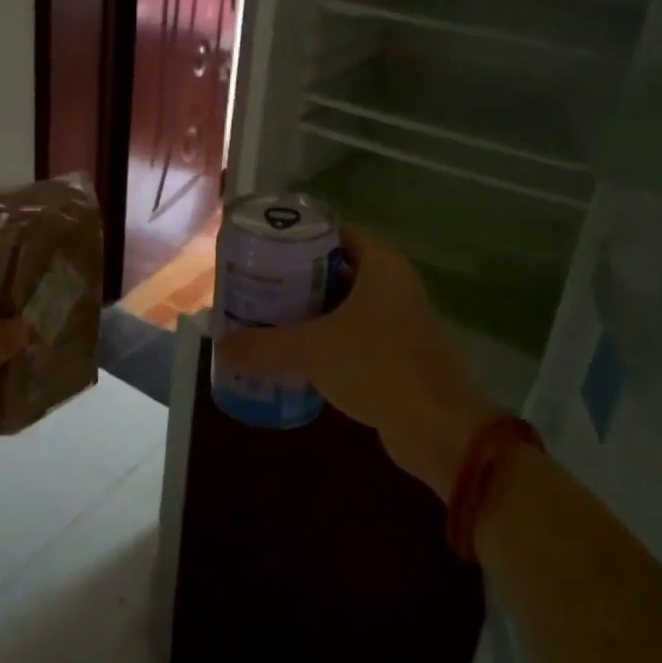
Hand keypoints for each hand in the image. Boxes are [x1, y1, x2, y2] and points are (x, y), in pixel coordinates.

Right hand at [216, 226, 499, 498]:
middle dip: (296, 279)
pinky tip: (293, 357)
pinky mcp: (397, 356)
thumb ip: (263, 346)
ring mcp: (398, 322)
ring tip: (265, 320)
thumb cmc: (378, 367)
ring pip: (343, 307)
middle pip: (336, 270)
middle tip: (256, 286)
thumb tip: (222, 348)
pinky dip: (324, 342)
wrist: (439, 429)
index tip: (264, 250)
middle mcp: (393, 286)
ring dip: (309, 314)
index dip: (299, 237)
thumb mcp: (312, 350)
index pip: (336, 233)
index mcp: (382, 265)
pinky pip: (352, 338)